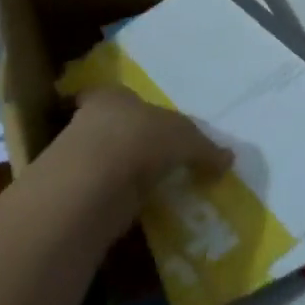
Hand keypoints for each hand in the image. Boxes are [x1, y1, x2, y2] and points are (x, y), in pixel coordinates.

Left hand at [48, 86, 231, 217]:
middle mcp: (92, 119)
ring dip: (128, 173)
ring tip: (154, 189)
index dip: (145, 112)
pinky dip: (120, 199)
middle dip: (137, 142)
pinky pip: (105, 192)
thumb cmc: (138, 140)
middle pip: (119, 128)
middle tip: (162, 160)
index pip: (127, 97)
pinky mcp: (75, 192)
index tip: (160, 129)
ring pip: (110, 160)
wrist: (91, 186)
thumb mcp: (183, 138)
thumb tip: (228, 158)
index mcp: (115, 95)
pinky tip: (137, 209)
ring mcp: (79, 157)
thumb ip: (204, 147)